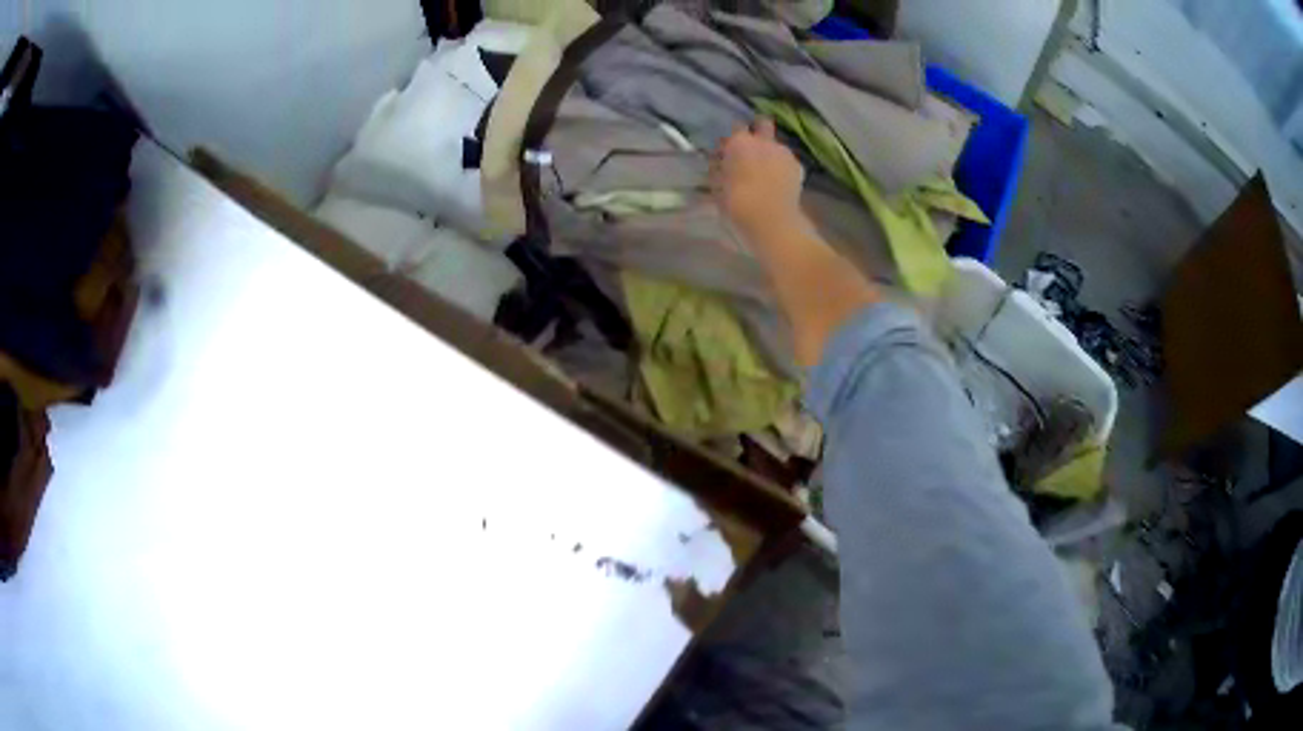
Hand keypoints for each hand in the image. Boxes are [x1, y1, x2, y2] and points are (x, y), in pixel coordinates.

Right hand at [712, 118, 804, 235]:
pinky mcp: (797, 166)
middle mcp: (763, 141)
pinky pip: (787, 160)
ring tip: (766, 170)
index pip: (735, 127)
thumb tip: (719, 162)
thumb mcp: (718, 186)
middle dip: (758, 130)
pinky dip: (782, 166)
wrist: (772, 220)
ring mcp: (783, 152)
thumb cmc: (738, 204)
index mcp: (739, 143)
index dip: (732, 139)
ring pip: (776, 144)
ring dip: (771, 151)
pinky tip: (778, 181)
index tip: (728, 150)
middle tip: (751, 148)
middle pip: (763, 124)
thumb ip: (718, 169)